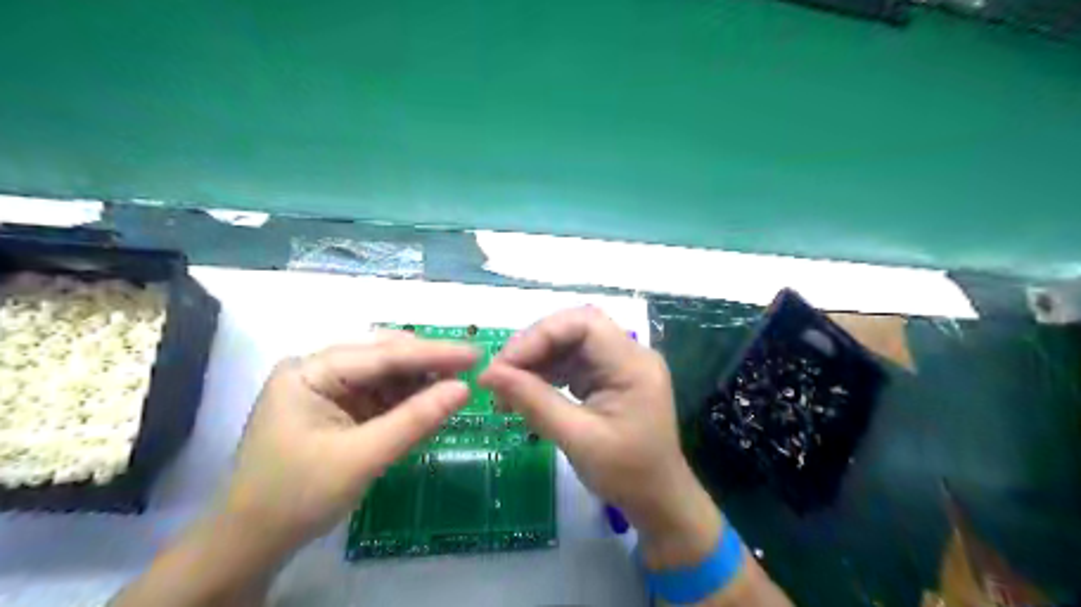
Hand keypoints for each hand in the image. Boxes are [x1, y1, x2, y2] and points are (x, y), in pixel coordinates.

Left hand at [223, 336, 475, 551]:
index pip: (383, 355)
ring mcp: (328, 389)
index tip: (476, 353)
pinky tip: (431, 402)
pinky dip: (408, 402)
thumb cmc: (298, 497)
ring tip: (458, 385)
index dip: (433, 353)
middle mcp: (318, 371)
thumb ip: (415, 419)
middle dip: (428, 365)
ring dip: (421, 383)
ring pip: (387, 376)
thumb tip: (465, 390)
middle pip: (385, 359)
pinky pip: (381, 397)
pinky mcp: (338, 409)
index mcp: (310, 372)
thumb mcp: (362, 457)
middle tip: (472, 368)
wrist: (254, 543)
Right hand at [479, 306, 716, 566]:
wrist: (658, 501)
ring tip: (505, 388)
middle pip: (574, 329)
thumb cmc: (627, 474)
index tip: (504, 364)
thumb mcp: (578, 439)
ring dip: (535, 361)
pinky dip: (545, 374)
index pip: (583, 324)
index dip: (540, 335)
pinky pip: (571, 363)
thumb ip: (534, 402)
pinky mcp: (608, 378)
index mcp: (632, 364)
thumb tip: (487, 375)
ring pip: (569, 344)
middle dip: (534, 346)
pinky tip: (524, 392)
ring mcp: (618, 365)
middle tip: (500, 374)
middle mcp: (628, 355)